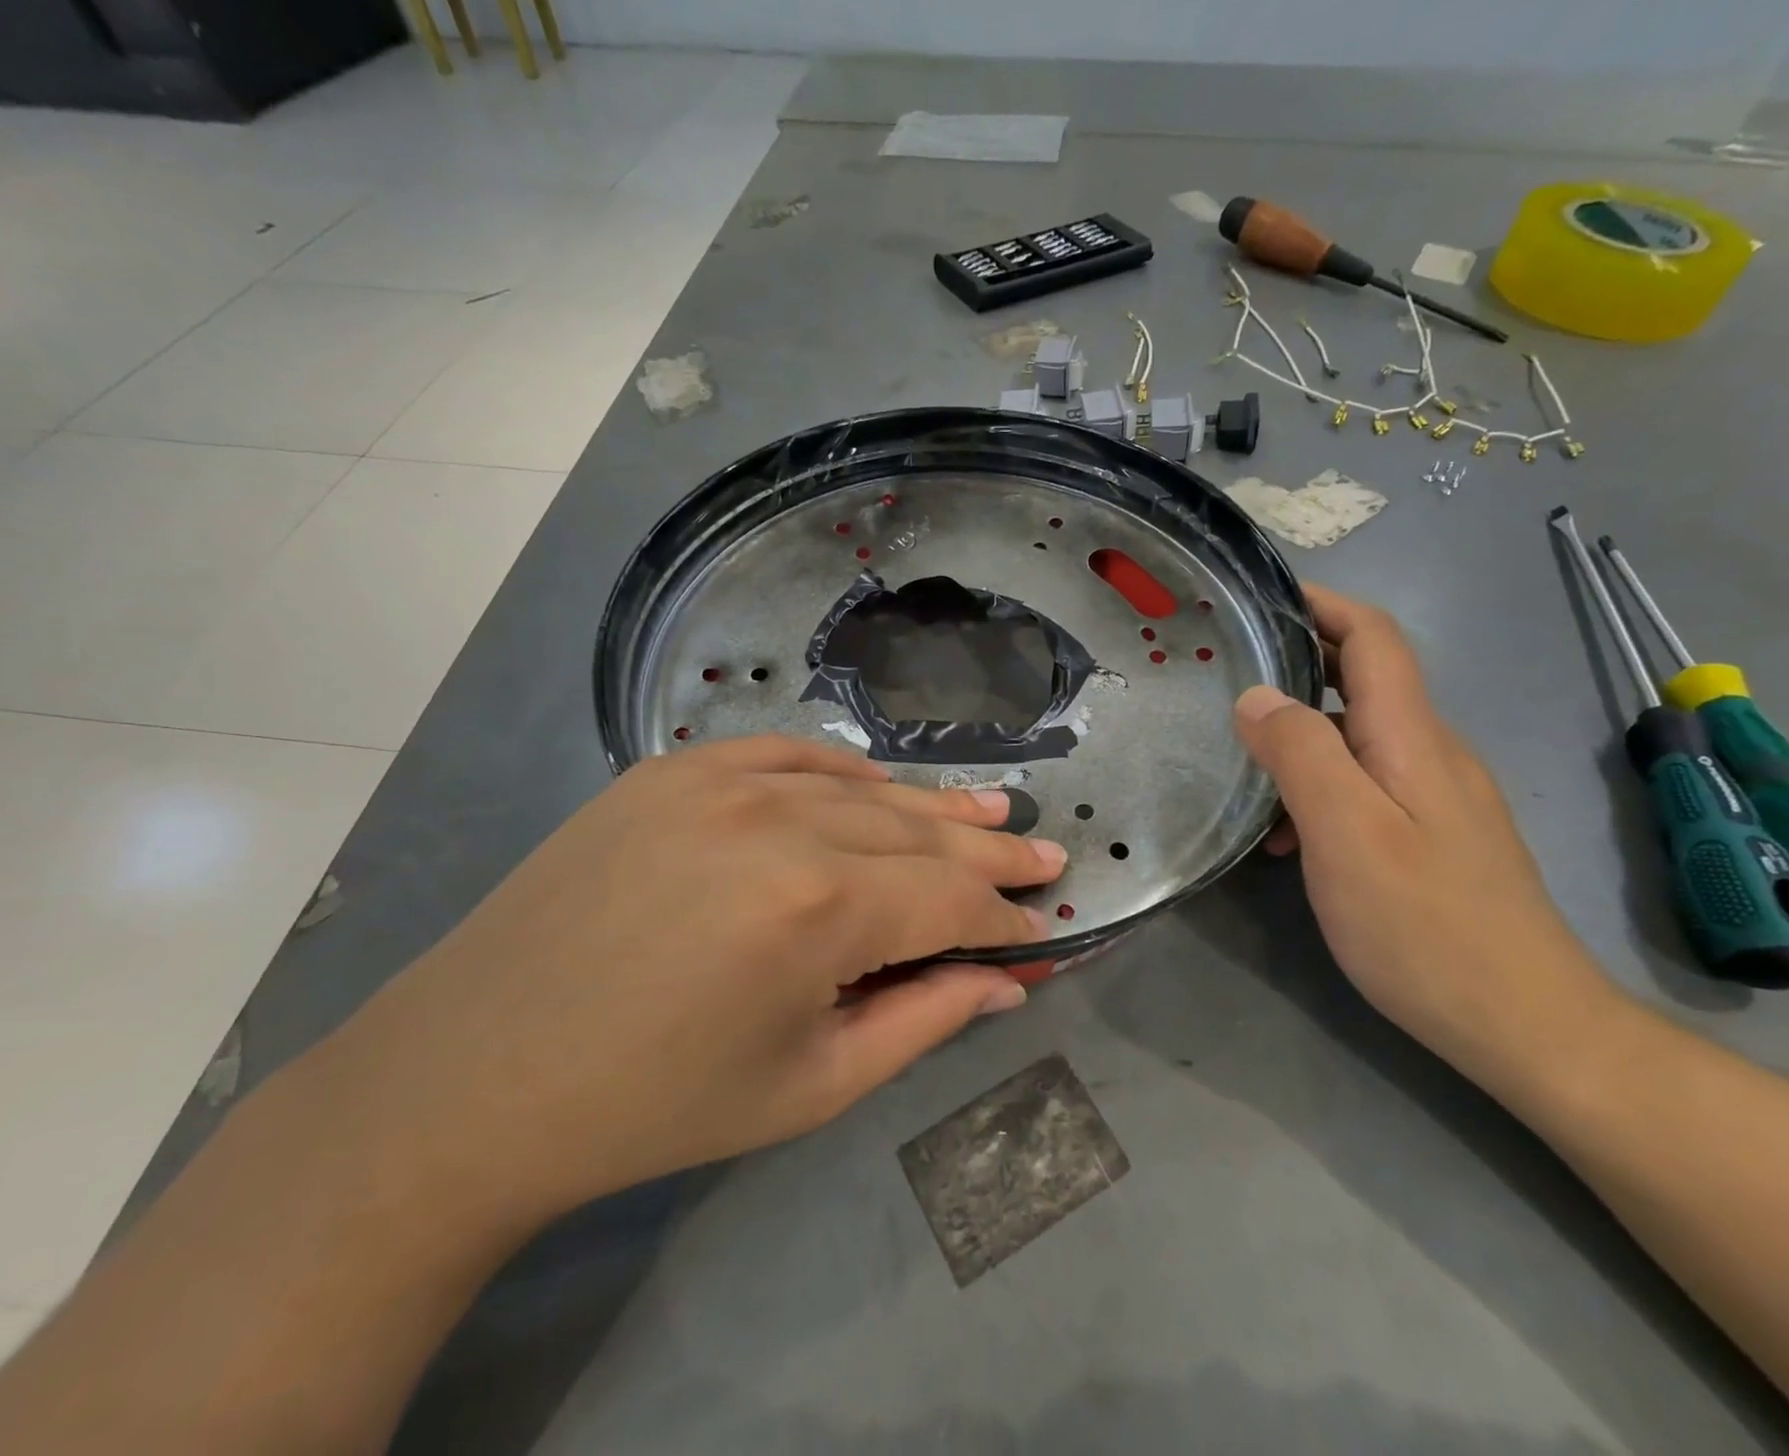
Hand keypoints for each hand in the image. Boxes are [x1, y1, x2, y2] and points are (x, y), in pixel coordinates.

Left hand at [323, 736, 1064, 1224]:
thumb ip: (925, 1020)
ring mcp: (719, 781)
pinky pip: (788, 755)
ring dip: (930, 808)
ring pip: (861, 789)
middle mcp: (778, 822)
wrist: (471, 1077)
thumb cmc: (654, 1106)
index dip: (1004, 917)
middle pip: (917, 832)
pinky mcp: (671, 770)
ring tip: (990, 812)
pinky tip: (880, 787)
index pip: (949, 901)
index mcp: (815, 910)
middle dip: (988, 853)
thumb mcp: (811, 1085)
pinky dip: (845, 772)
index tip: (1045, 926)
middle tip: (1041, 853)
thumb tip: (1005, 980)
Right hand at [1234, 585, 1622, 1073]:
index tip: (1261, 598)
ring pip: (1358, 736)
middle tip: (1228, 678)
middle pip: (1363, 680)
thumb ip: (1300, 753)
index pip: (1373, 637)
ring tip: (1242, 767)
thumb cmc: (1425, 925)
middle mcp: (1431, 752)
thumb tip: (1257, 696)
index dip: (1322, 604)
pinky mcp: (1433, 836)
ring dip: (1299, 736)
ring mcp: (1437, 796)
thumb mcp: (1345, 833)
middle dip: (1297, 664)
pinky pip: (1367, 783)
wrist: (1525, 1024)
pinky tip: (1286, 837)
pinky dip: (1318, 786)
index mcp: (1411, 737)